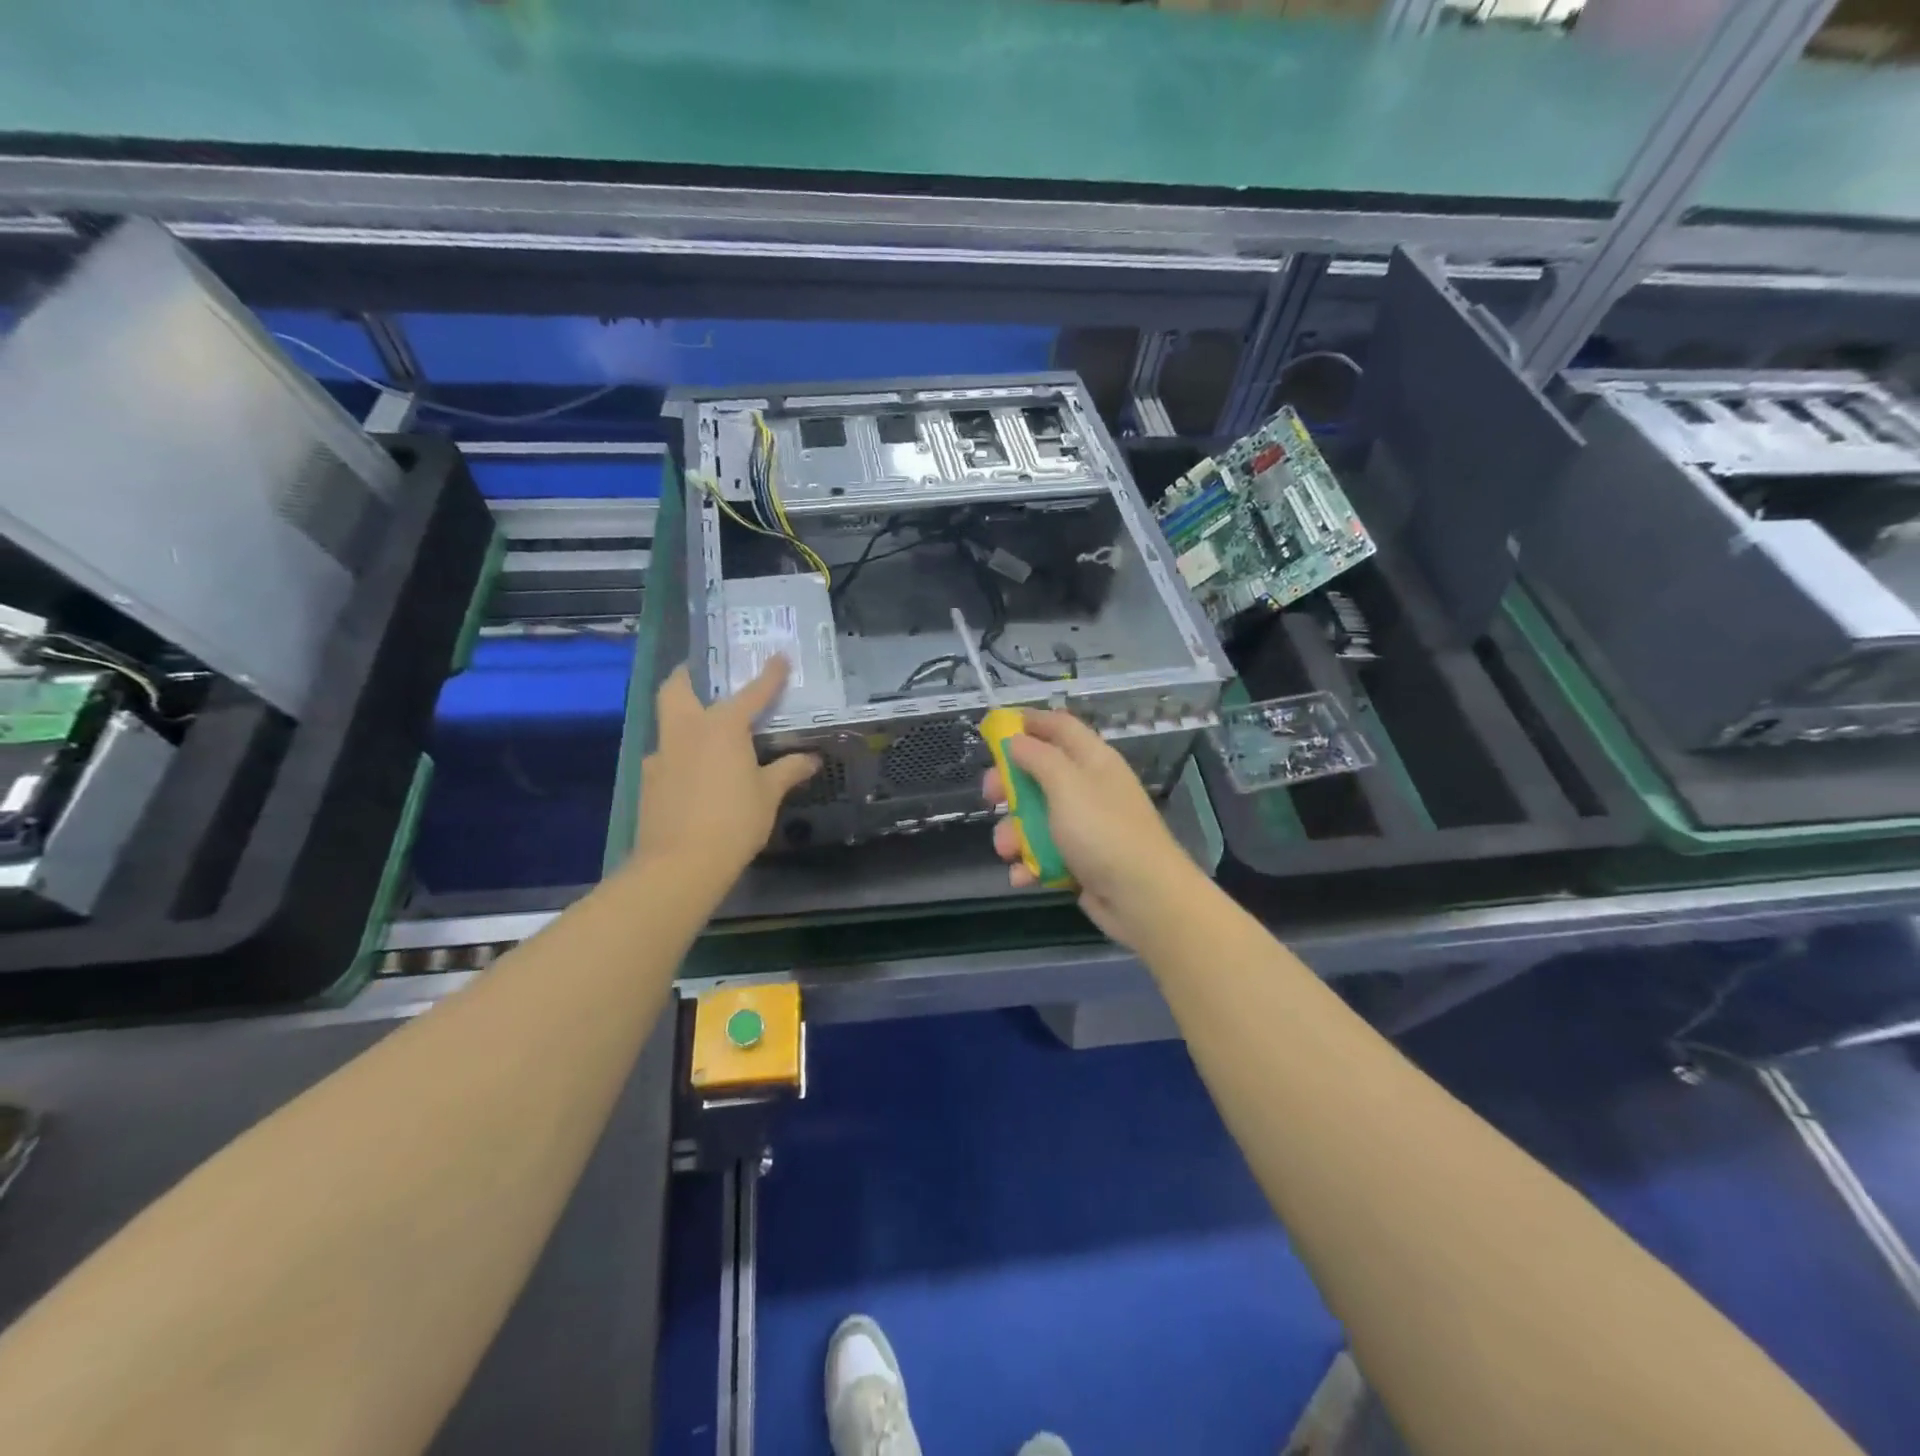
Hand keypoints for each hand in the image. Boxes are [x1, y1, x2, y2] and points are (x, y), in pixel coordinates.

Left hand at [634, 660, 817, 883]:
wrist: (680, 863)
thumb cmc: (734, 821)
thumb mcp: (768, 795)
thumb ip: (788, 771)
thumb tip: (811, 758)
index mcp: (722, 727)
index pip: (752, 693)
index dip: (769, 675)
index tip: (780, 657)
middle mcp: (687, 731)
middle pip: (677, 689)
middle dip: (688, 675)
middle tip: (701, 673)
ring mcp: (662, 754)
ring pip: (667, 722)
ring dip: (683, 717)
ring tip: (706, 732)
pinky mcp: (648, 780)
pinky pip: (666, 755)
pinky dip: (681, 754)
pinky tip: (695, 773)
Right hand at [983, 711, 1203, 949]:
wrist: (1143, 898)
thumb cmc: (1103, 832)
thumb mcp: (1066, 785)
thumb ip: (1038, 757)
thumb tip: (1016, 738)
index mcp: (1093, 760)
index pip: (1059, 726)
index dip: (1028, 722)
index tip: (994, 728)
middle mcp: (1089, 787)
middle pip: (1040, 772)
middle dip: (1010, 785)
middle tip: (990, 796)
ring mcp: (1085, 826)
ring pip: (1036, 817)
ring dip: (1014, 833)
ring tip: (1008, 850)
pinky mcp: (1079, 860)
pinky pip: (1044, 853)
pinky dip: (1030, 863)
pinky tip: (1023, 876)